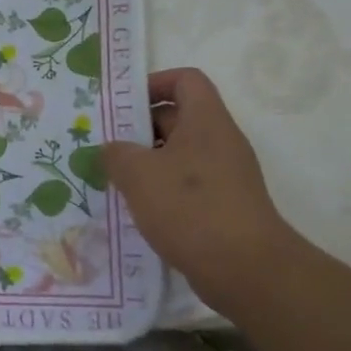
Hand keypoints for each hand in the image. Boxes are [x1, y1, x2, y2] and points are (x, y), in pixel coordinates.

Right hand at [101, 68, 301, 306]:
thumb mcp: (139, 174)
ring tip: (113, 182)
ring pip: (178, 156)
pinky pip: (186, 187)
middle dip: (138, 130)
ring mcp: (225, 176)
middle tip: (104, 148)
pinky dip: (160, 192)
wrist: (246, 270)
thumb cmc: (191, 208)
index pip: (185, 80)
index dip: (153, 84)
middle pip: (177, 119)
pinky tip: (137, 212)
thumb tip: (112, 149)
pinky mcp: (223, 207)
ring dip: (146, 165)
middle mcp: (219, 142)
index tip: (122, 107)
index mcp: (206, 121)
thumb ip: (117, 153)